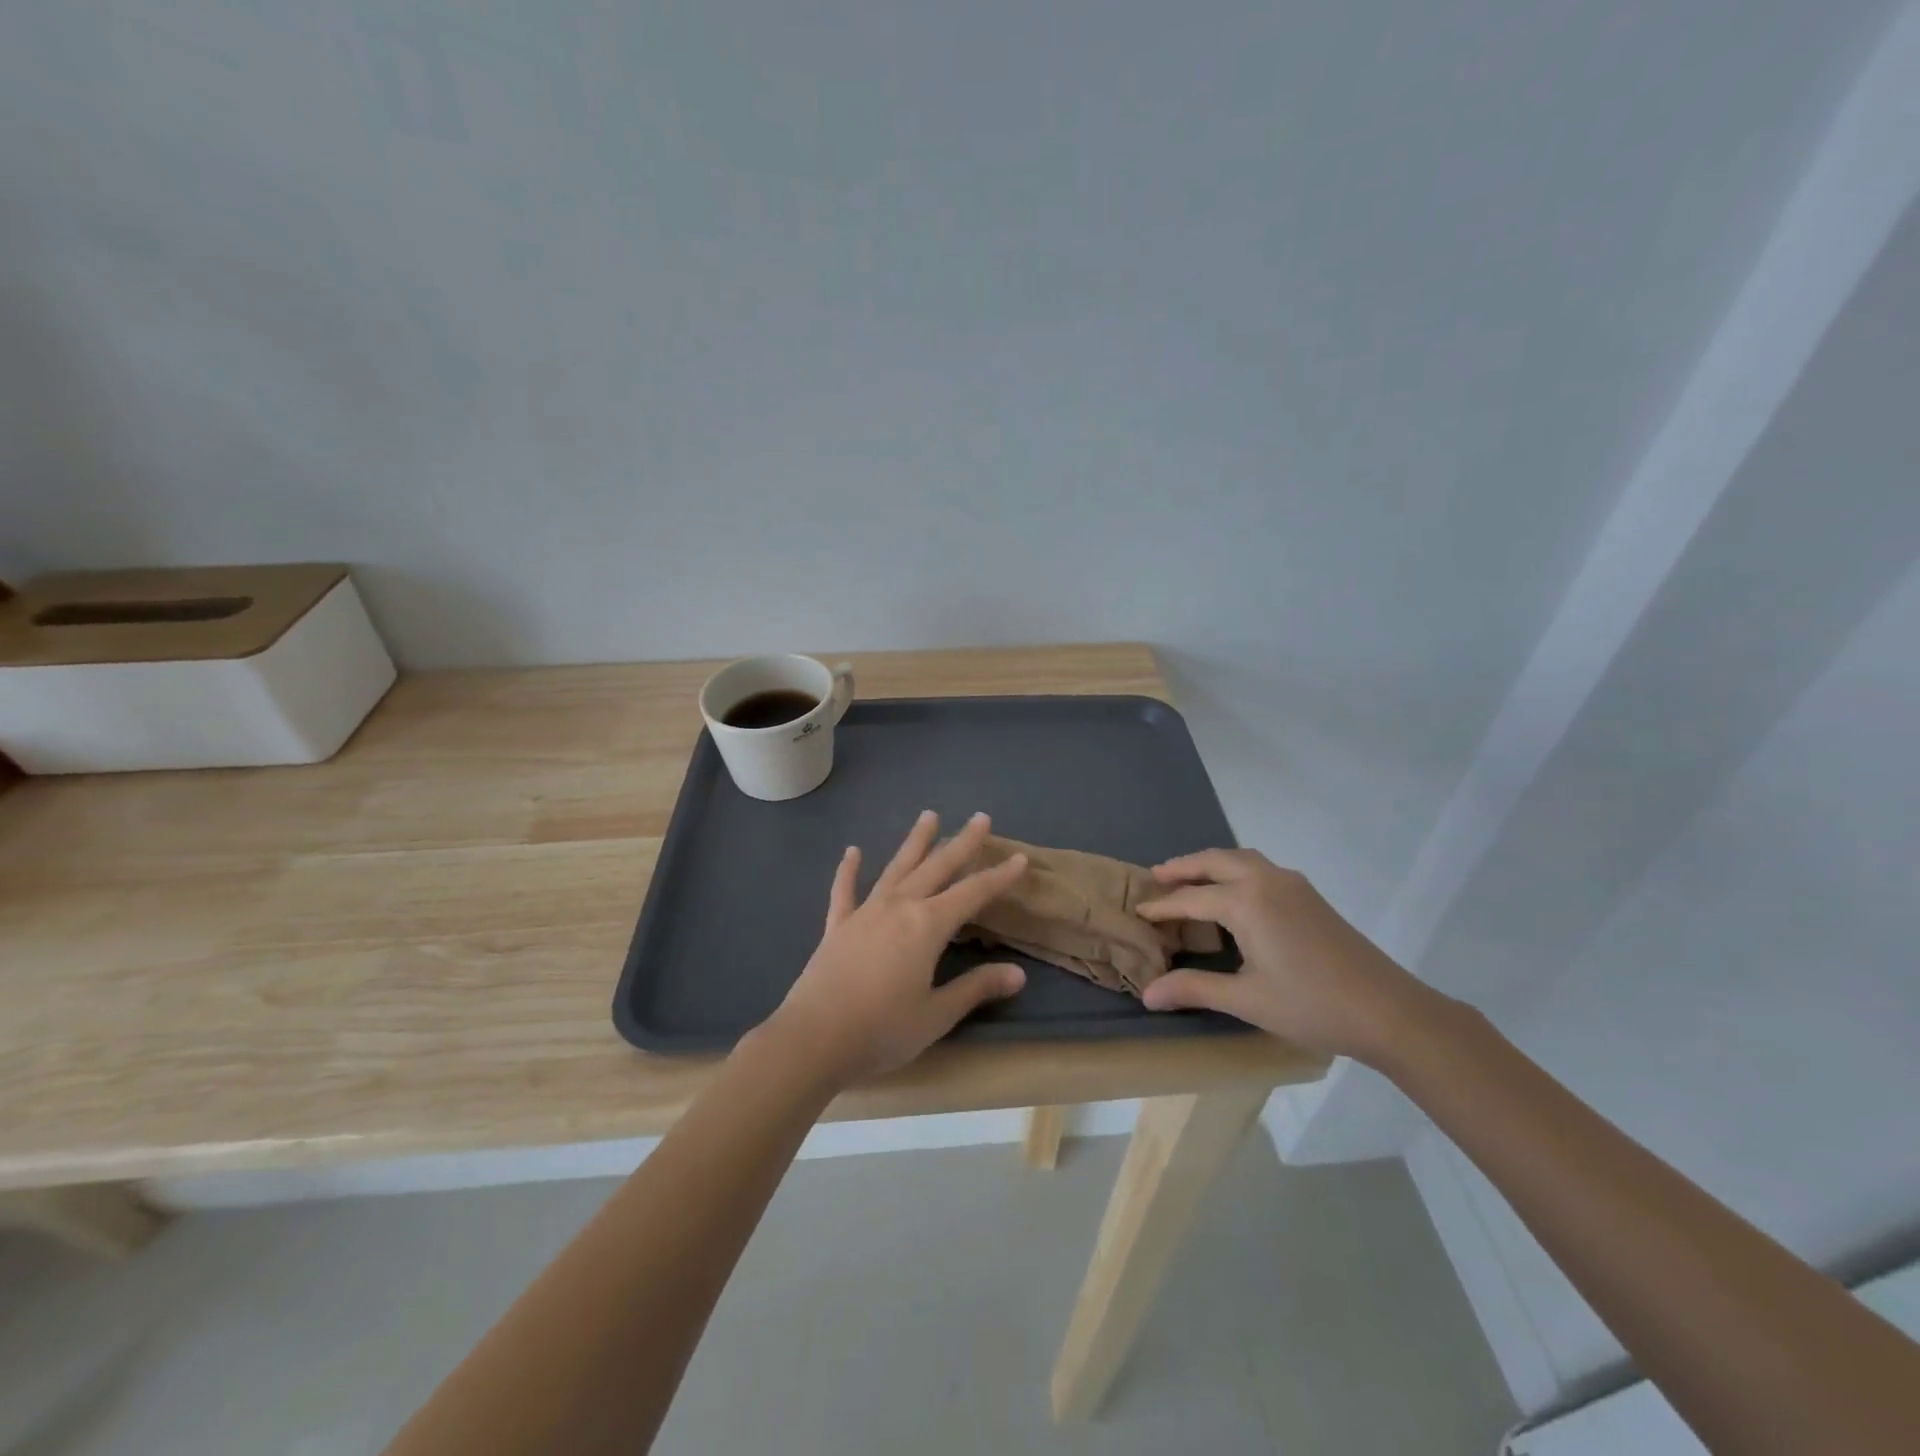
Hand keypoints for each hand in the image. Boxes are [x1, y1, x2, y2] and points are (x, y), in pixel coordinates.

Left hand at [758, 811, 1029, 1084]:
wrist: (814, 1038)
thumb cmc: (882, 1030)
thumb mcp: (937, 1015)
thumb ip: (976, 988)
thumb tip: (1017, 973)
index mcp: (927, 925)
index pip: (973, 894)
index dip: (998, 877)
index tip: (1020, 858)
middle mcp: (899, 907)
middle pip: (937, 867)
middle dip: (962, 843)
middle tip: (981, 818)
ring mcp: (865, 912)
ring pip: (896, 868)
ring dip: (915, 842)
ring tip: (929, 815)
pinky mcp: (838, 926)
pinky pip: (845, 890)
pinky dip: (849, 870)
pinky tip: (853, 851)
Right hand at [1135, 849, 1447, 1063]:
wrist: (1389, 1010)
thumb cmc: (1312, 1005)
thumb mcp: (1247, 1000)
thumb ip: (1194, 989)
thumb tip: (1147, 994)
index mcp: (1246, 902)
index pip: (1191, 898)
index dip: (1162, 906)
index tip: (1137, 911)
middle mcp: (1266, 880)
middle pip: (1214, 861)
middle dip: (1182, 867)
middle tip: (1155, 878)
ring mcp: (1292, 884)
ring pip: (1240, 858)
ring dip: (1210, 863)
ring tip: (1189, 878)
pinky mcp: (1309, 895)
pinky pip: (1260, 867)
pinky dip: (1234, 868)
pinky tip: (1234, 892)